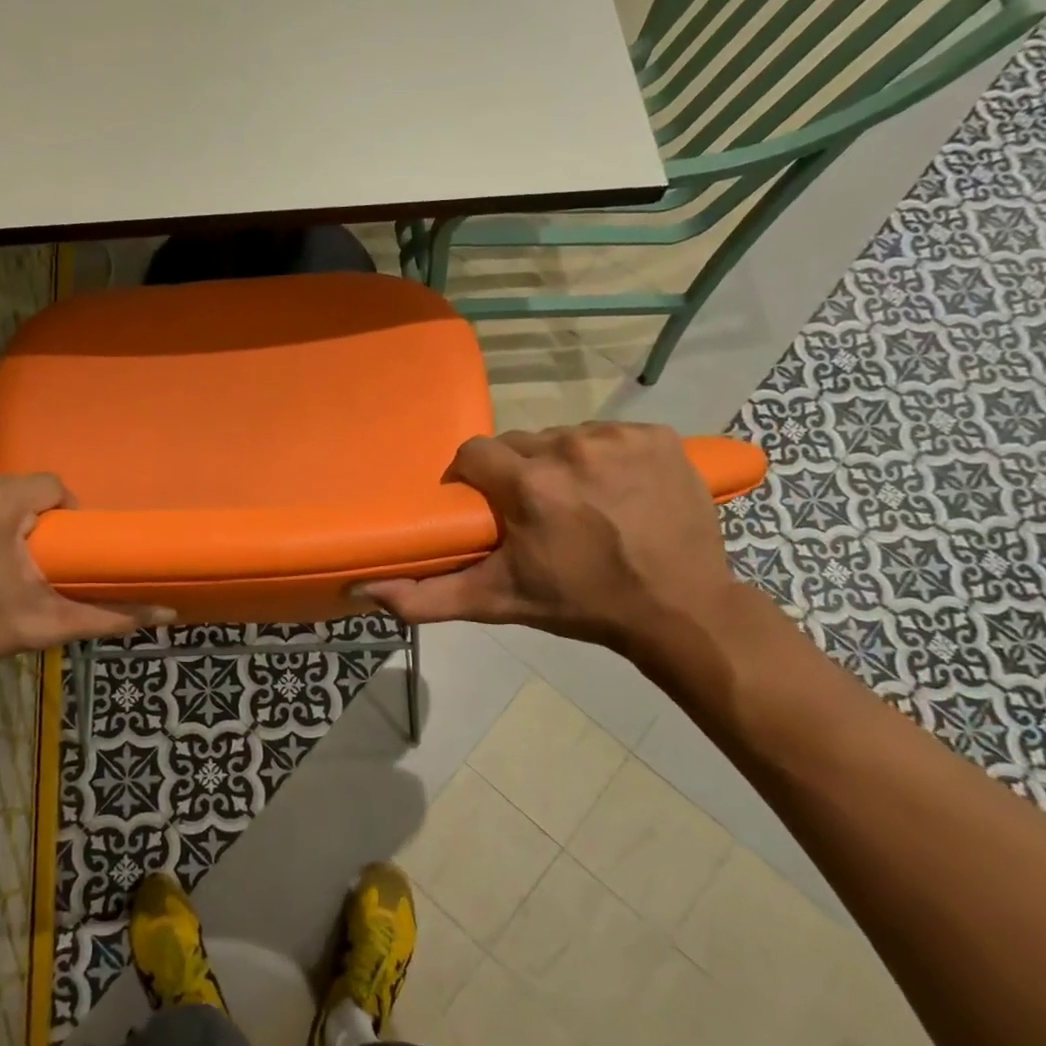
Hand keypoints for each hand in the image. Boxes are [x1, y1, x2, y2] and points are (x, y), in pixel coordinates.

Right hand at [358, 424, 742, 660]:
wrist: (680, 609)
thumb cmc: (581, 605)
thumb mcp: (498, 602)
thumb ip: (427, 597)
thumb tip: (365, 590)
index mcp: (529, 484)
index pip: (473, 454)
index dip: (472, 479)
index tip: (484, 507)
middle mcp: (571, 447)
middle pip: (519, 444)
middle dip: (516, 474)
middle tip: (532, 514)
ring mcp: (619, 437)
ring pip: (563, 437)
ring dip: (559, 465)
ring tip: (577, 504)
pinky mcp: (657, 435)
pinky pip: (608, 435)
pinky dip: (604, 458)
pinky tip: (616, 492)